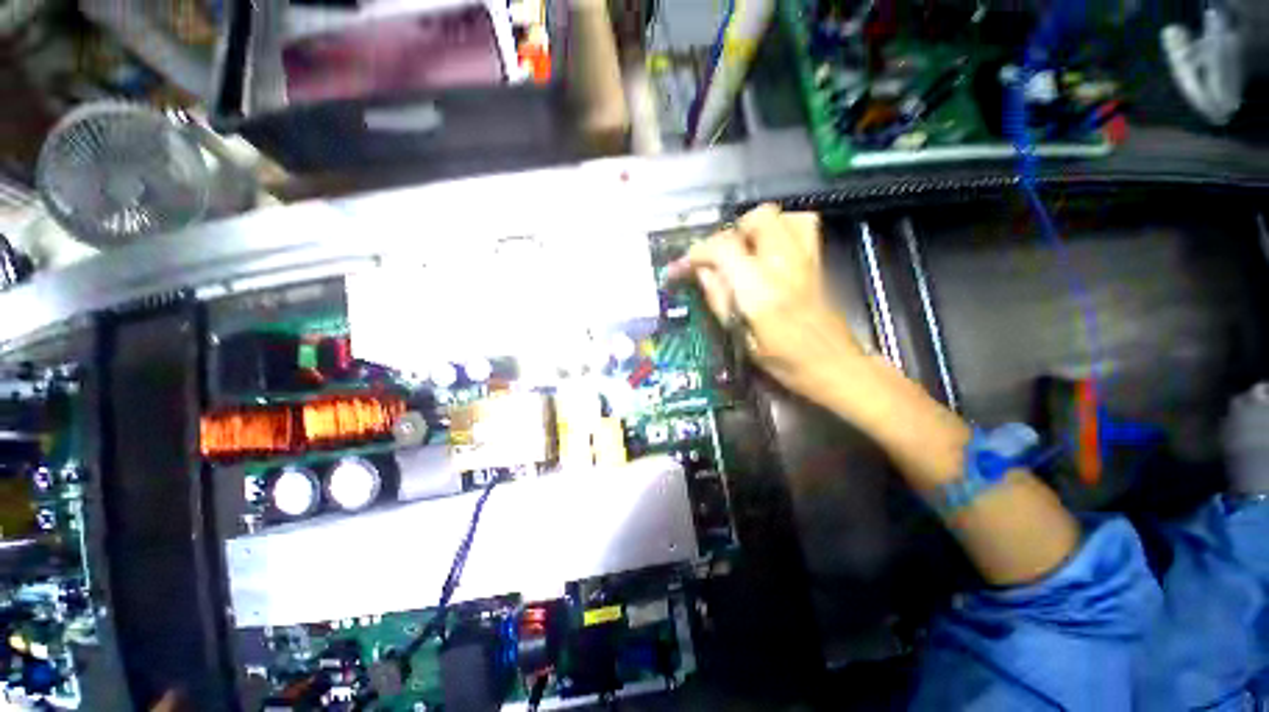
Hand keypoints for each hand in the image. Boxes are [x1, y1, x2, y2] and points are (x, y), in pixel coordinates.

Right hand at [668, 204, 863, 403]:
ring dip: (756, 228)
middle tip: (719, 260)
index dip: (696, 253)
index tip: (681, 267)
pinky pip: (800, 225)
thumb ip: (720, 300)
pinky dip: (780, 229)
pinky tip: (770, 252)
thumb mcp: (742, 339)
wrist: (836, 367)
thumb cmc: (786, 363)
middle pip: (757, 219)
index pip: (723, 250)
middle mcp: (785, 265)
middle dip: (730, 234)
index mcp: (762, 291)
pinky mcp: (818, 261)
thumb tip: (701, 271)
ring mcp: (806, 259)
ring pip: (781, 216)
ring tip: (744, 253)